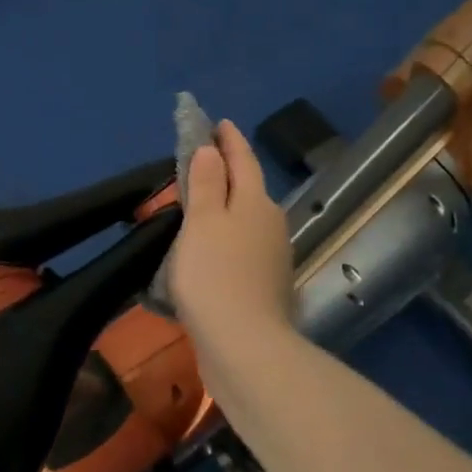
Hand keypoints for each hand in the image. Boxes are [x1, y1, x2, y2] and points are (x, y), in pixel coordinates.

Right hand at [167, 120, 294, 357]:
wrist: (246, 348)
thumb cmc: (215, 276)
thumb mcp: (202, 221)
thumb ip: (205, 183)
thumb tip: (210, 151)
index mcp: (255, 202)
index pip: (243, 160)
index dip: (229, 140)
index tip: (218, 123)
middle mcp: (270, 224)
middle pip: (248, 188)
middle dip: (227, 171)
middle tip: (200, 160)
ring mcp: (272, 258)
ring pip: (245, 219)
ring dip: (225, 206)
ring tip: (199, 203)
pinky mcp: (264, 287)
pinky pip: (242, 248)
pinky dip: (226, 238)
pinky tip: (209, 249)